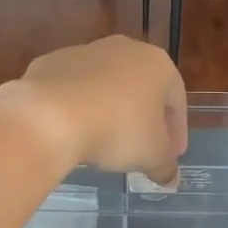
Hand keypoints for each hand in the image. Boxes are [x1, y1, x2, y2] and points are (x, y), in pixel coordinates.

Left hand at [0, 36, 186, 187]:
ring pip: (106, 84)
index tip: (172, 154)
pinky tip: (74, 130)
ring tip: (105, 140)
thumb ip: (165, 166)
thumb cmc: (118, 130)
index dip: (177, 131)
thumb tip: (171, 179)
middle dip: (145, 118)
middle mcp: (124, 49)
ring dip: (110, 110)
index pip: (177, 100)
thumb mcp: (151, 156)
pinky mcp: (51, 62)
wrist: (51, 115)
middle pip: (142, 88)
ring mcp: (84, 51)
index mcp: (157, 64)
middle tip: (142, 147)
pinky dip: (77, 106)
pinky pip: (73, 88)